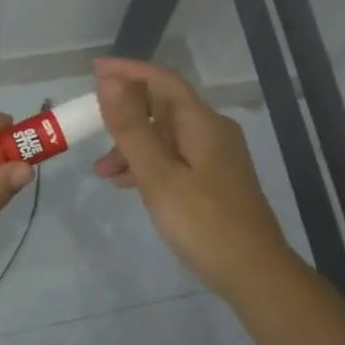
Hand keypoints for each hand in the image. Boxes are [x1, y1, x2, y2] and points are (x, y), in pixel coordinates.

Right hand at [91, 57, 296, 298]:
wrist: (254, 274)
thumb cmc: (203, 223)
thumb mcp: (158, 175)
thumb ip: (131, 128)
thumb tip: (108, 81)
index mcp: (202, 123)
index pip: (162, 81)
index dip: (127, 71)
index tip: (93, 70)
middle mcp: (212, 132)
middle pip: (163, 107)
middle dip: (125, 114)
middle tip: (90, 126)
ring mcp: (216, 157)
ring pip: (166, 136)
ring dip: (132, 145)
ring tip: (101, 171)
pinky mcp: (215, 181)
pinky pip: (174, 158)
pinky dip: (148, 164)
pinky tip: (127, 184)